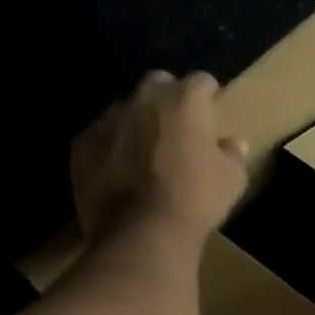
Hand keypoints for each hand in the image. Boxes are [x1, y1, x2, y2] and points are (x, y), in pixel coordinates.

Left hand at [71, 71, 248, 247]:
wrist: (141, 233)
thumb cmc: (195, 199)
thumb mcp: (231, 178)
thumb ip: (231, 153)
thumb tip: (233, 143)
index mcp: (184, 99)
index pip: (202, 81)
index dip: (209, 96)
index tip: (212, 112)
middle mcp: (144, 99)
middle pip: (158, 82)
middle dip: (168, 96)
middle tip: (176, 126)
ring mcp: (108, 119)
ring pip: (125, 107)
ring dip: (136, 120)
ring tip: (143, 149)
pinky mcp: (81, 144)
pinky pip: (99, 135)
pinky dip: (109, 145)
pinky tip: (117, 169)